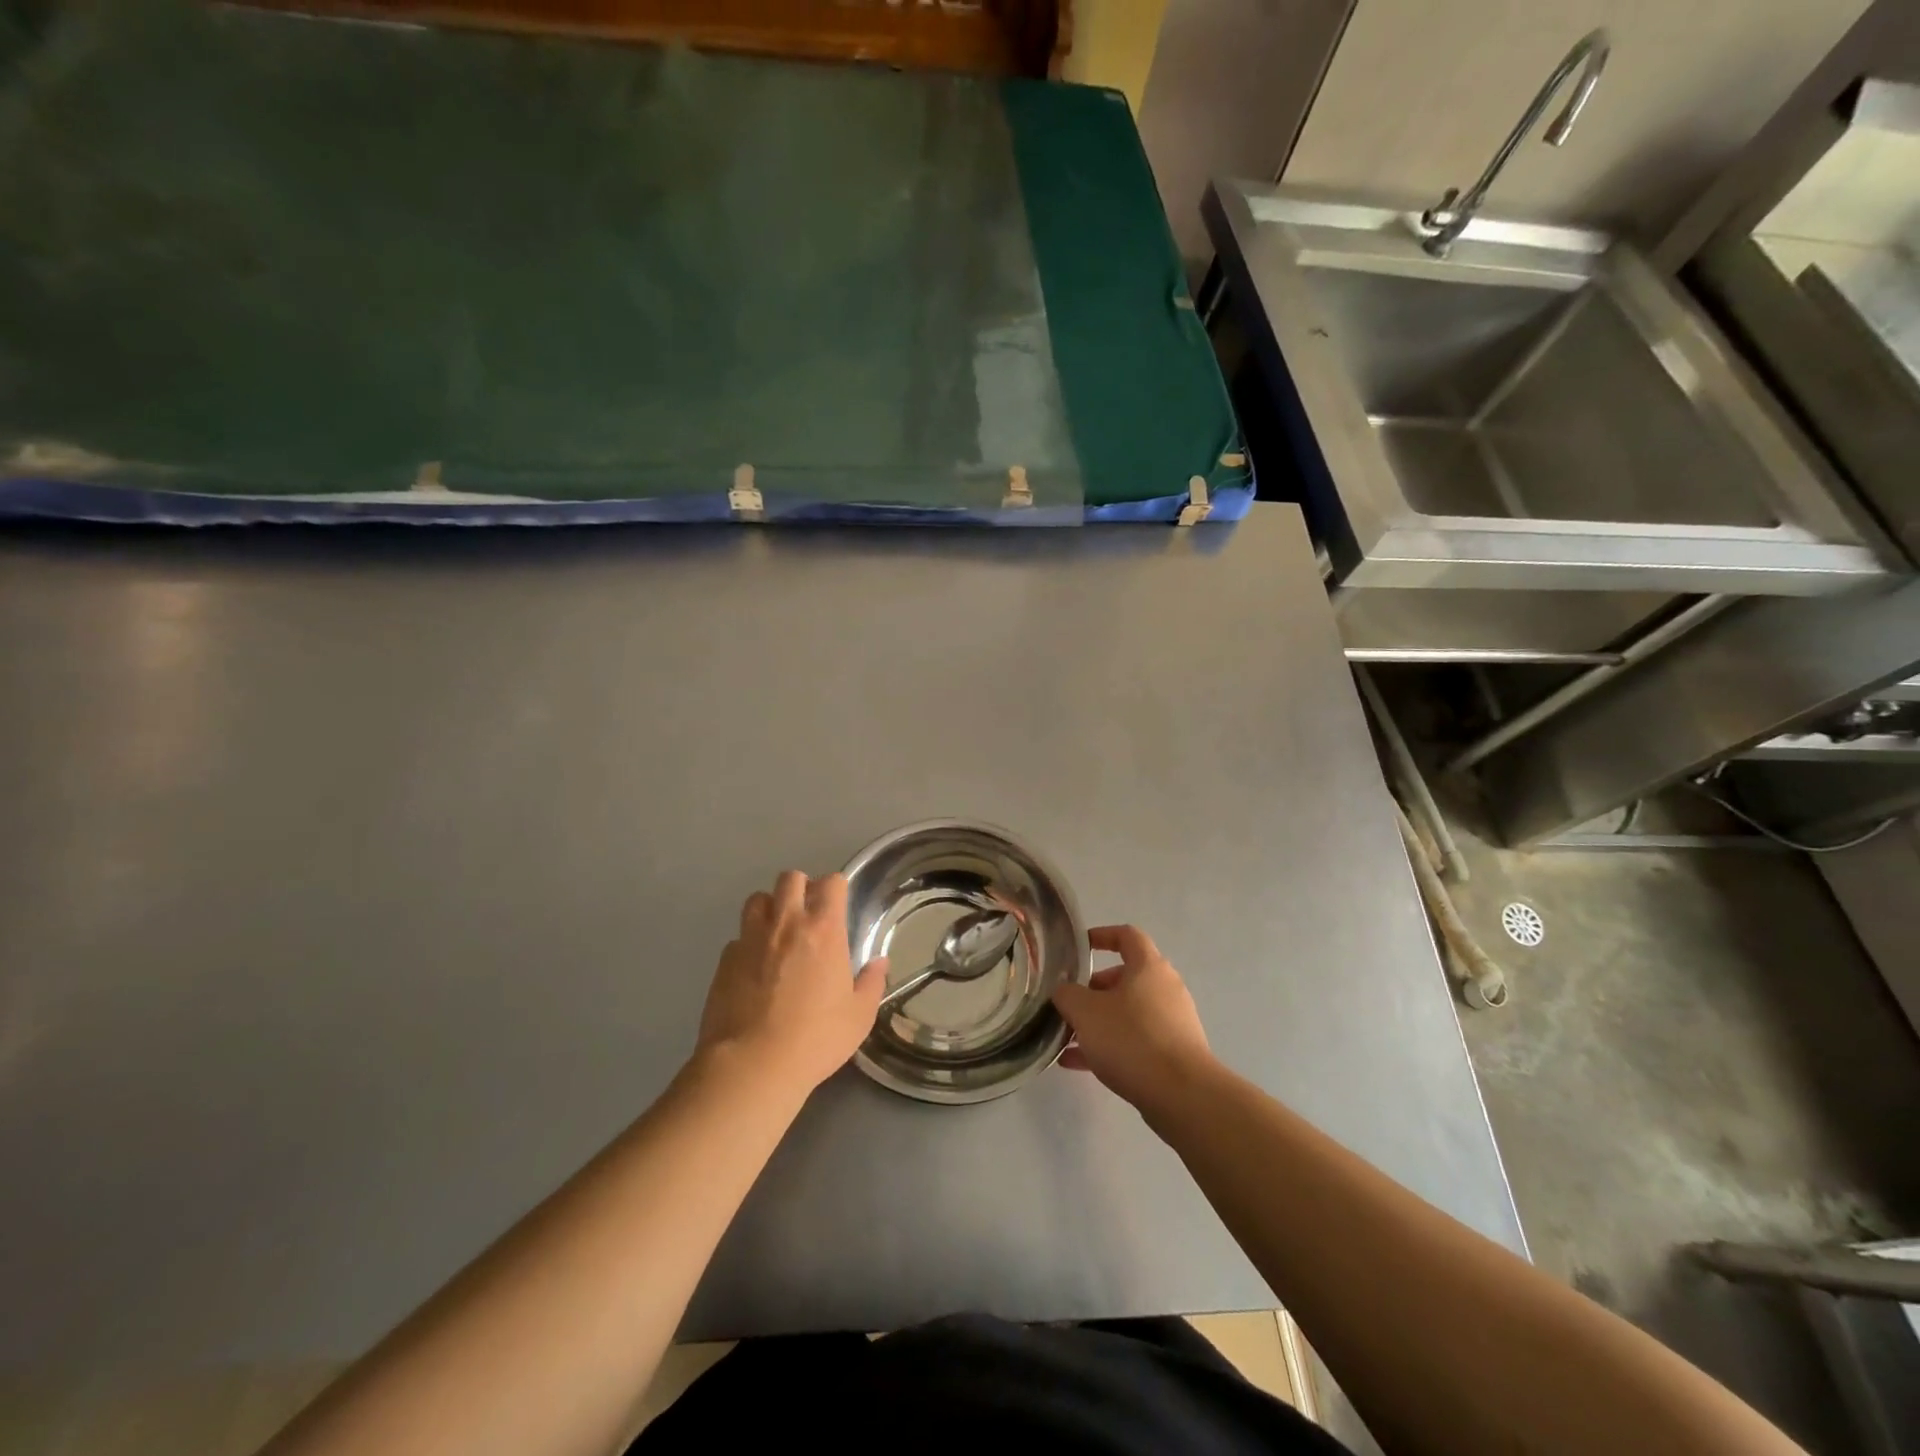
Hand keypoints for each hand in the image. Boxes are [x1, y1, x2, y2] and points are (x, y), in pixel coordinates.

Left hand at [695, 871, 887, 1097]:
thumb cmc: (815, 1038)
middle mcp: (786, 923)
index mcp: (824, 929)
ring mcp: (751, 938)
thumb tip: (879, 962)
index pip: (831, 883)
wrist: (751, 1064)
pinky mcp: (724, 959)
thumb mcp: (859, 1016)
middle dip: (801, 887)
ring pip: (757, 899)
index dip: (836, 888)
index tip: (839, 905)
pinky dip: (748, 943)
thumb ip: (872, 983)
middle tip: (808, 914)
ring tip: (777, 932)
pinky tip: (753, 967)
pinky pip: (738, 936)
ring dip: (770, 908)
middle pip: (790, 878)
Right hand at [1051, 925, 1212, 1111]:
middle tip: (1069, 1004)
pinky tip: (1077, 1064)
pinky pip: (1136, 1041)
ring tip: (1066, 1038)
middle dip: (1093, 990)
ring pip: (1128, 1013)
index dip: (1101, 935)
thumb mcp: (1085, 1012)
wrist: (1182, 1095)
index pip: (1126, 935)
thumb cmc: (1131, 1039)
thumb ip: (1067, 995)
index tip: (1079, 947)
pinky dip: (1109, 1046)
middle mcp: (1165, 988)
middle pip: (1125, 978)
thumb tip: (1064, 991)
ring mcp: (1172, 1022)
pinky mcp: (1174, 1053)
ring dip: (1098, 1022)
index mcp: (1148, 967)